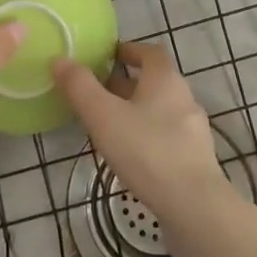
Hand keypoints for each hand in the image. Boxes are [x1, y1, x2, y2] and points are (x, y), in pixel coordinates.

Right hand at [51, 42, 228, 220]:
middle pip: (154, 82)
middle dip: (126, 84)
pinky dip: (148, 137)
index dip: (129, 50)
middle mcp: (184, 98)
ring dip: (137, 112)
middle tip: (97, 93)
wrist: (194, 206)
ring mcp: (194, 131)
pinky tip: (131, 156)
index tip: (107, 56)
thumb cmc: (146, 151)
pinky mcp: (196, 159)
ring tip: (109, 126)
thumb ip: (80, 87)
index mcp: (166, 80)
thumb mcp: (103, 116)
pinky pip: (167, 137)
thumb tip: (60, 59)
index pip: (150, 52)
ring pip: (161, 111)